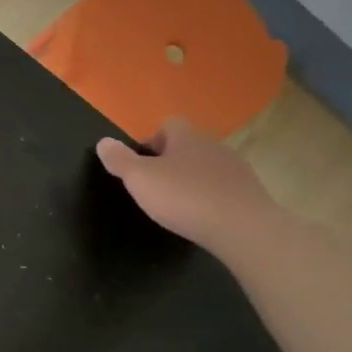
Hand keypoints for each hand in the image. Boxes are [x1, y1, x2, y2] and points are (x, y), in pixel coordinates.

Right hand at [95, 117, 278, 251]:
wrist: (242, 227)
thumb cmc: (184, 197)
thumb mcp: (140, 179)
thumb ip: (120, 160)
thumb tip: (103, 141)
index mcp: (187, 138)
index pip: (169, 124)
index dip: (151, 140)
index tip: (140, 164)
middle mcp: (213, 146)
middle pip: (188, 145)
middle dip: (170, 161)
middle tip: (153, 185)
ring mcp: (235, 168)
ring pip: (205, 166)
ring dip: (191, 178)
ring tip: (177, 203)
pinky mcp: (248, 191)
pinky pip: (221, 186)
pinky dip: (208, 196)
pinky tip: (200, 215)